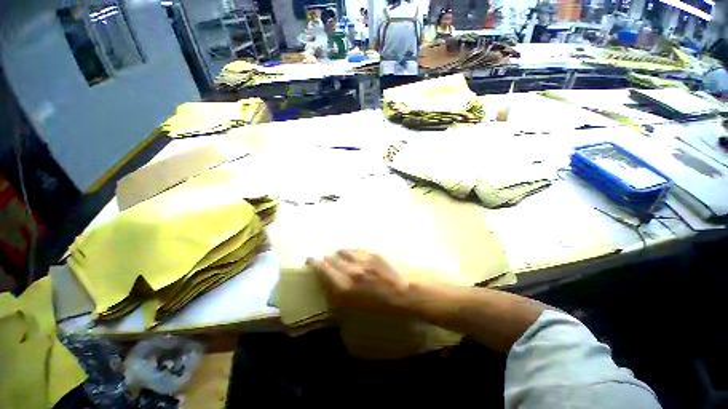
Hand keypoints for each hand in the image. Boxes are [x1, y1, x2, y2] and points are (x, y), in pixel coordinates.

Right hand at [307, 250, 408, 312]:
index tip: (310, 260)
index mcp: (344, 286)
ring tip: (341, 257)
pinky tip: (356, 255)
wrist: (402, 294)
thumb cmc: (379, 306)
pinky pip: (357, 250)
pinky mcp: (371, 254)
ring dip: (340, 254)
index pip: (322, 269)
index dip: (314, 263)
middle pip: (331, 258)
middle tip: (325, 260)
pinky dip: (353, 252)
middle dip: (326, 259)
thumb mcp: (354, 307)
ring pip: (344, 251)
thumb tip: (330, 285)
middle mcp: (350, 270)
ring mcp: (361, 260)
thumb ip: (339, 295)